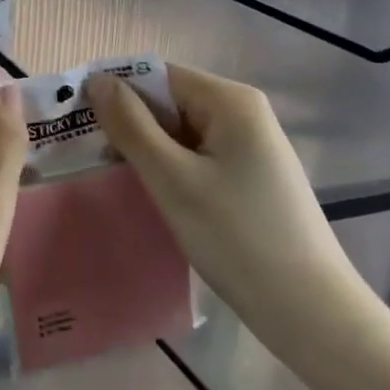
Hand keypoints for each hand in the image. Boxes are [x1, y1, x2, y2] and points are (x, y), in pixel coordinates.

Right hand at [86, 64, 369, 346]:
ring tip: (111, 175)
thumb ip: (131, 126)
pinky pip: (196, 155)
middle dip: (129, 123)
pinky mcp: (250, 176)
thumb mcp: (173, 179)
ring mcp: (250, 146)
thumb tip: (97, 80)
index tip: (78, 122)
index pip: (157, 75)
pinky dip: (169, 167)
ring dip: (146, 148)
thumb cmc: (238, 238)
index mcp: (230, 101)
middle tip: (88, 155)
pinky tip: (150, 193)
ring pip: (180, 131)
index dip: (115, 92)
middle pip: (169, 100)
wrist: (311, 313)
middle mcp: (243, 112)